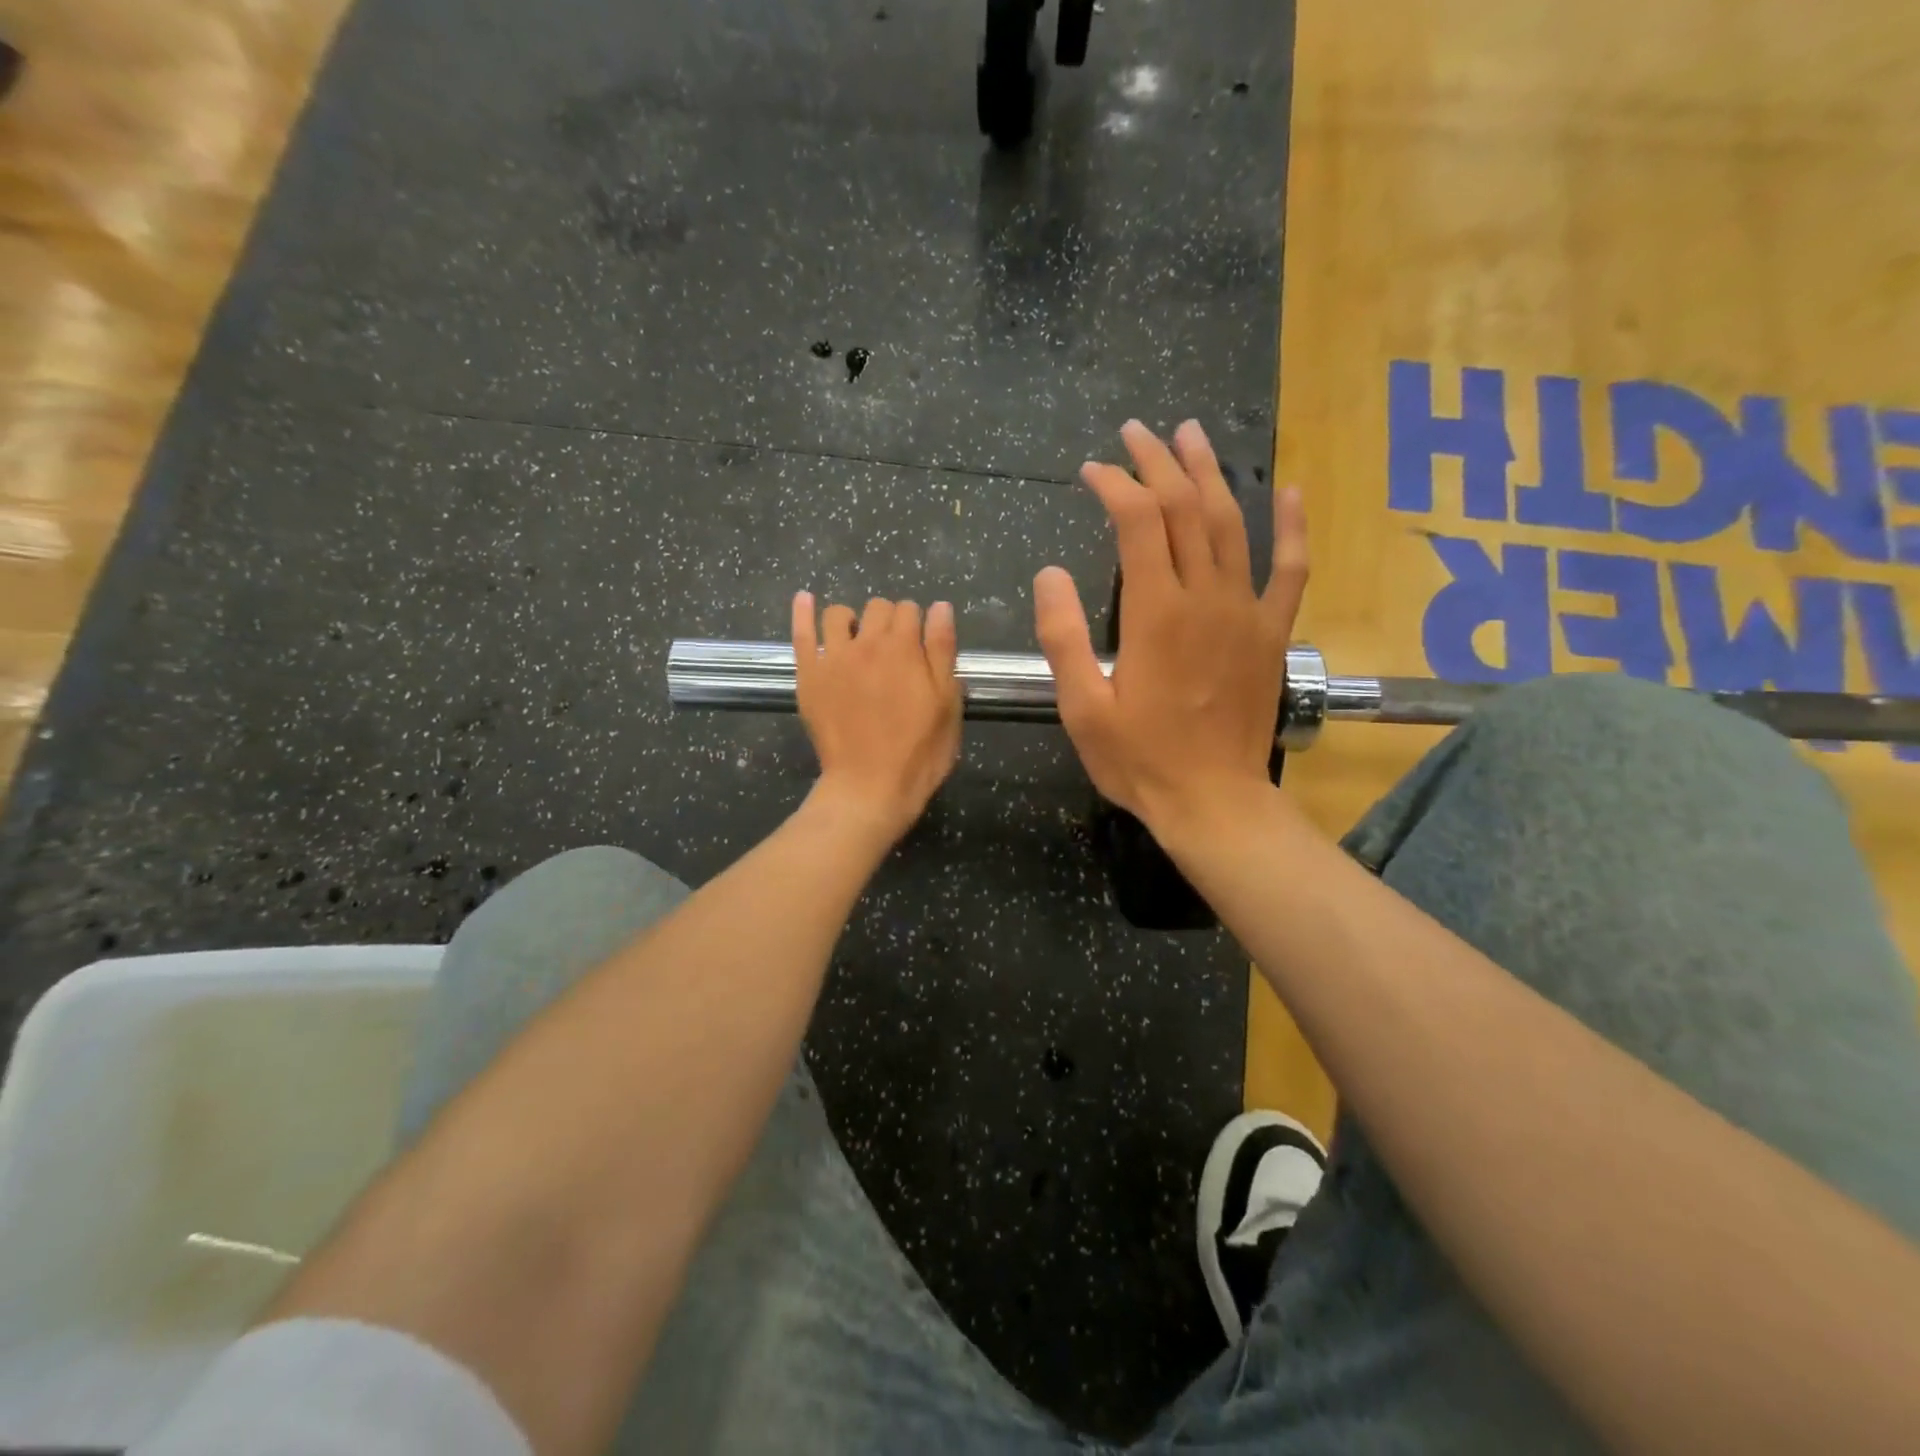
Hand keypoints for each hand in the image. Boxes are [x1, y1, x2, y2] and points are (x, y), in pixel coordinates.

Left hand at [792, 593, 962, 842]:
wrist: (870, 786)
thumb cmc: (919, 751)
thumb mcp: (947, 702)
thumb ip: (943, 650)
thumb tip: (939, 607)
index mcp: (905, 647)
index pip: (911, 610)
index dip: (918, 625)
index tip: (920, 648)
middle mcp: (867, 642)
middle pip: (878, 608)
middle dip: (889, 620)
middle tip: (894, 651)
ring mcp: (833, 657)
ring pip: (839, 614)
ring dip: (853, 620)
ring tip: (857, 640)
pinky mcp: (809, 675)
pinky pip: (802, 633)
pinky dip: (803, 612)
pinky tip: (805, 599)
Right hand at [1032, 418, 1306, 836]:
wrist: (1213, 801)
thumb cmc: (1140, 760)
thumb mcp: (1083, 707)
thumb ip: (1063, 637)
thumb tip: (1050, 573)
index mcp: (1156, 613)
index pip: (1139, 522)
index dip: (1114, 485)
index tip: (1090, 471)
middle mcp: (1207, 598)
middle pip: (1187, 508)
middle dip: (1159, 463)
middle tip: (1136, 433)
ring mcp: (1247, 612)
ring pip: (1233, 523)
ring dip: (1211, 474)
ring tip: (1191, 436)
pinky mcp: (1272, 633)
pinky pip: (1290, 569)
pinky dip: (1290, 528)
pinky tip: (1287, 493)